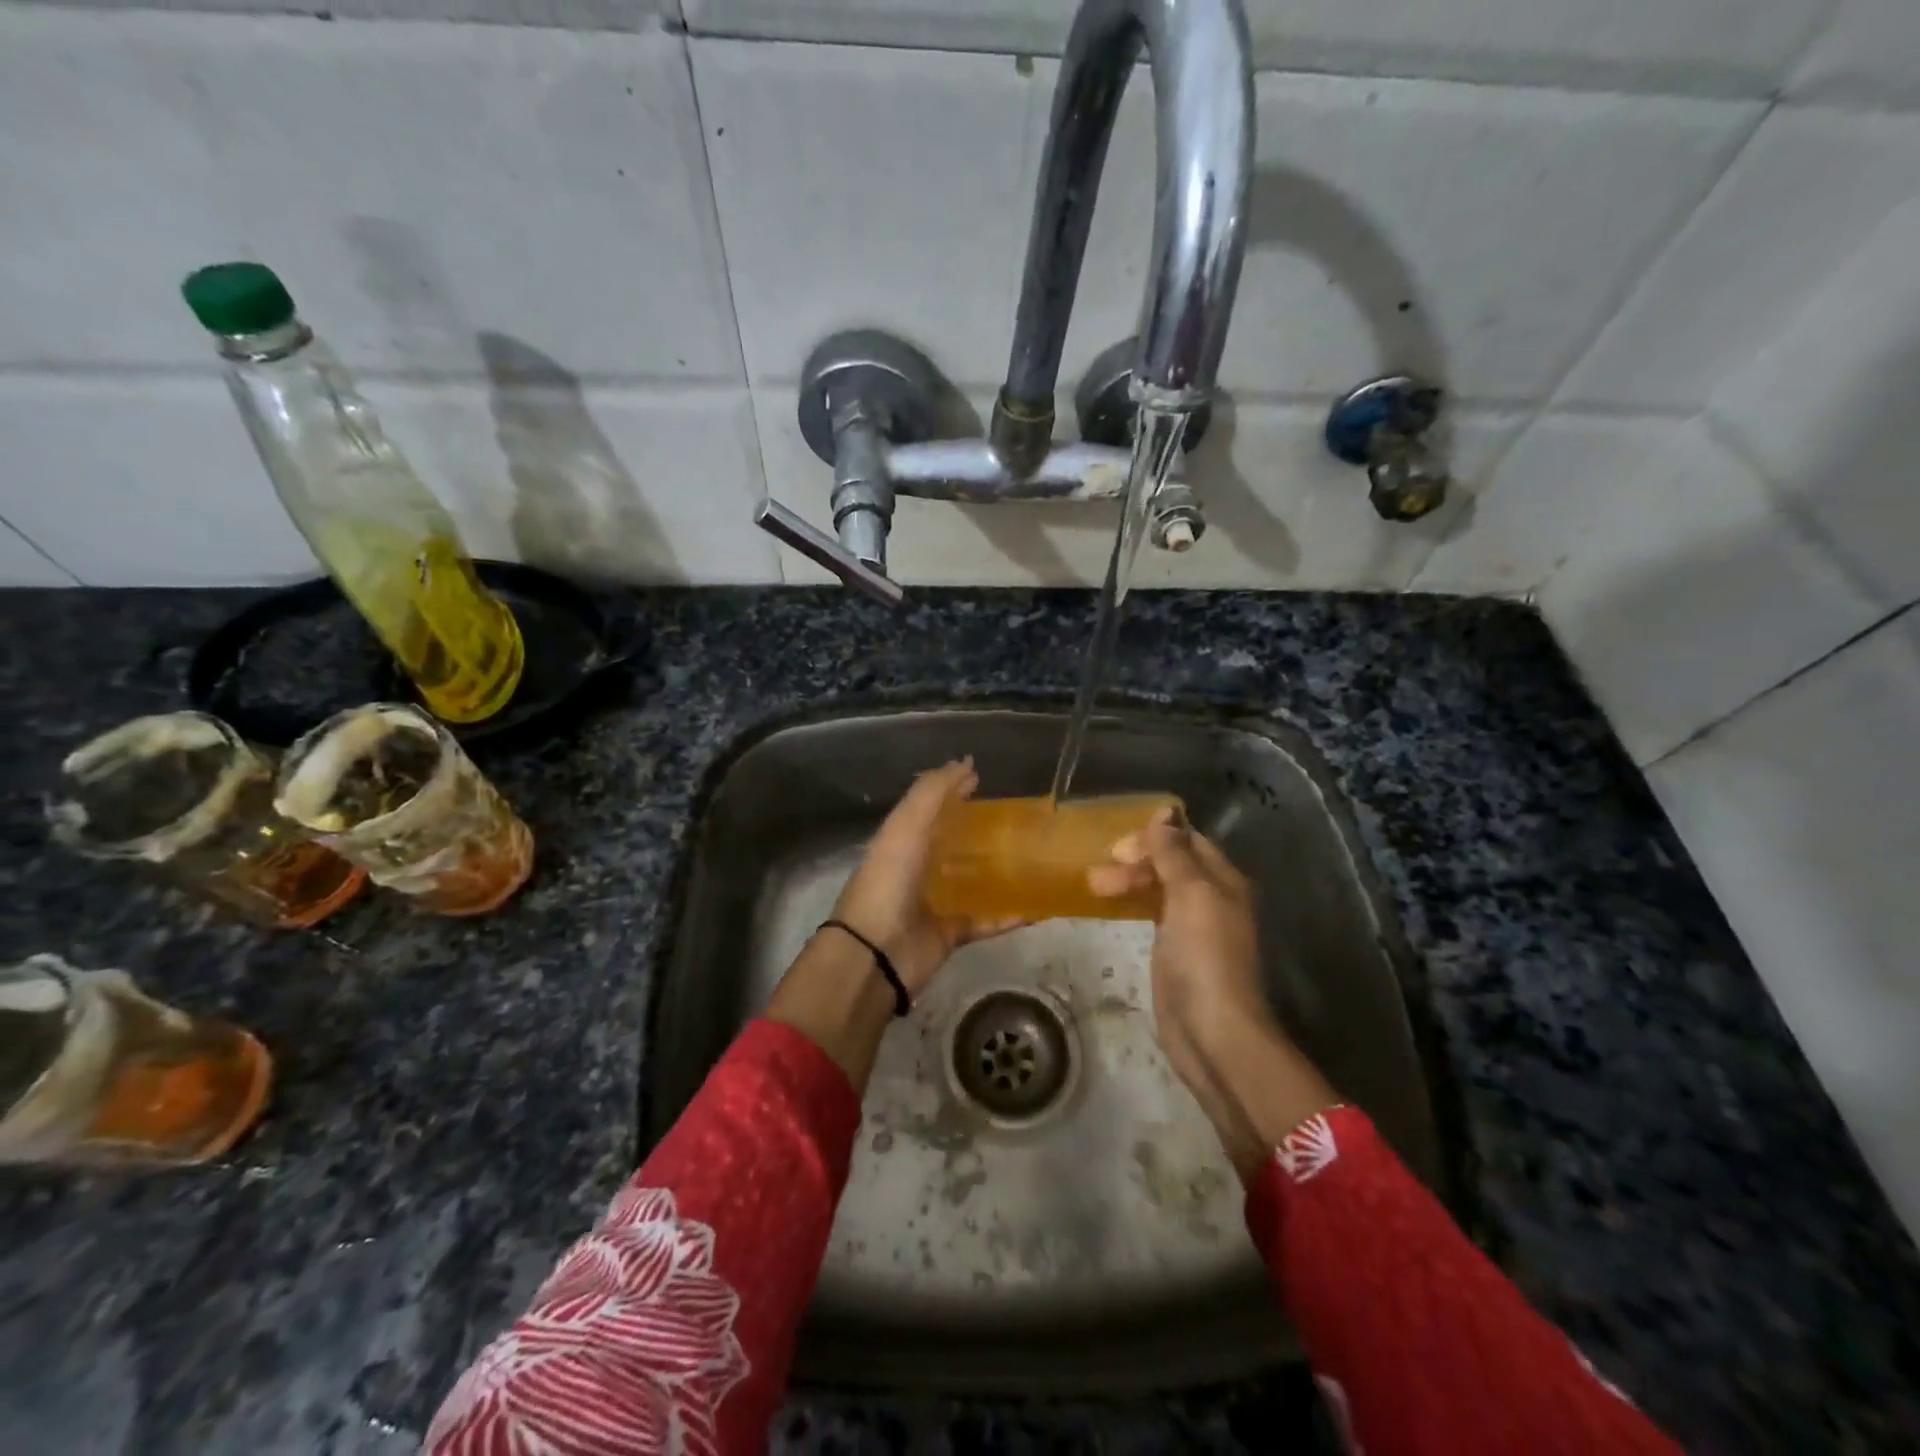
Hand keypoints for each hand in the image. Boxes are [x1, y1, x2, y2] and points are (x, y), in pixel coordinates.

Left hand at [827, 758, 1020, 997]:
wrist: (876, 953)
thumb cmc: (889, 880)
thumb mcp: (906, 825)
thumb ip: (933, 792)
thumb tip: (966, 762)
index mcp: (902, 840)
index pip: (931, 808)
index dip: (953, 791)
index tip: (983, 778)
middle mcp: (918, 868)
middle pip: (953, 843)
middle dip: (981, 830)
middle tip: (1020, 818)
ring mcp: (935, 902)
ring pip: (973, 881)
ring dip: (999, 871)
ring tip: (1035, 856)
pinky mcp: (951, 933)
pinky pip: (986, 920)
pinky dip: (1010, 915)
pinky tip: (1039, 906)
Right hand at [1089, 807, 1271, 1051]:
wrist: (1212, 1032)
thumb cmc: (1203, 957)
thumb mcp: (1191, 895)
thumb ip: (1175, 853)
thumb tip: (1165, 812)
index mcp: (1223, 880)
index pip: (1188, 841)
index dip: (1155, 836)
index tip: (1118, 847)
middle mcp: (1212, 898)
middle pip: (1172, 863)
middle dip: (1137, 860)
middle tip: (1101, 872)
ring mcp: (1194, 926)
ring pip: (1160, 887)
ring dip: (1130, 880)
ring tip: (1095, 887)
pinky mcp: (1176, 950)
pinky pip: (1154, 912)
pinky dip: (1133, 902)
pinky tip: (1112, 905)